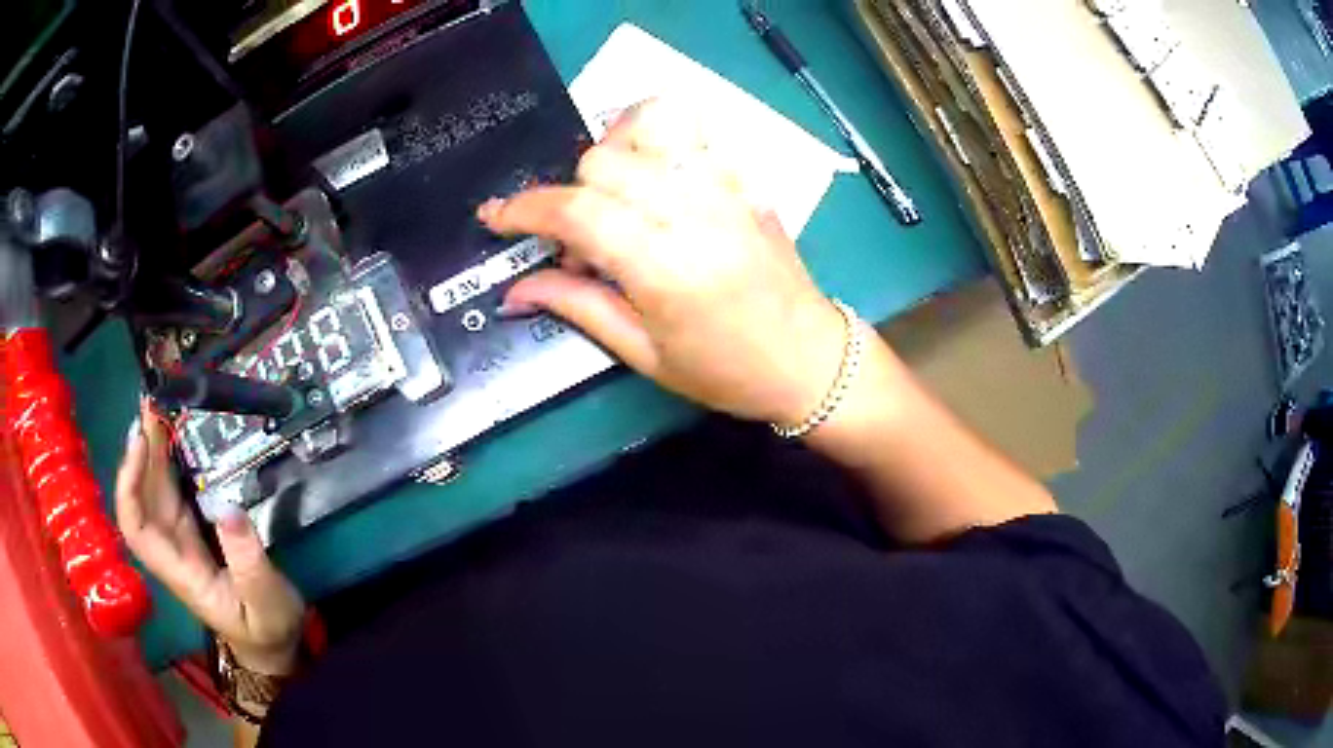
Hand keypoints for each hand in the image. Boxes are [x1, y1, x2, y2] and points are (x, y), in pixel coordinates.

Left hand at [116, 399, 304, 675]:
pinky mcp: (193, 532)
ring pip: (155, 491)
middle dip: (141, 450)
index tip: (139, 441)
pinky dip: (168, 463)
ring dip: (153, 450)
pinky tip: (173, 438)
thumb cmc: (267, 629)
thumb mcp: (266, 602)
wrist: (269, 647)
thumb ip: (248, 560)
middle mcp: (171, 551)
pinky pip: (171, 492)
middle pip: (142, 498)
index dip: (129, 485)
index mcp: (181, 572)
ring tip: (159, 407)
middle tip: (153, 402)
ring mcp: (180, 540)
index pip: (136, 528)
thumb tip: (229, 505)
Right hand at [481, 100, 845, 425]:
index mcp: (666, 268)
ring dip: (609, 156)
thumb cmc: (726, 371)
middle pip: (601, 162)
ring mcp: (725, 187)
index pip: (578, 211)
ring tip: (614, 202)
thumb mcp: (644, 355)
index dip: (526, 209)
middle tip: (580, 244)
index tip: (496, 217)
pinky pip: (688, 131)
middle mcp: (695, 212)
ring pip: (644, 128)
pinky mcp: (742, 179)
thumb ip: (577, 307)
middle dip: (569, 195)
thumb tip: (515, 289)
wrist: (810, 358)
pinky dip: (652, 141)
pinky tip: (651, 180)